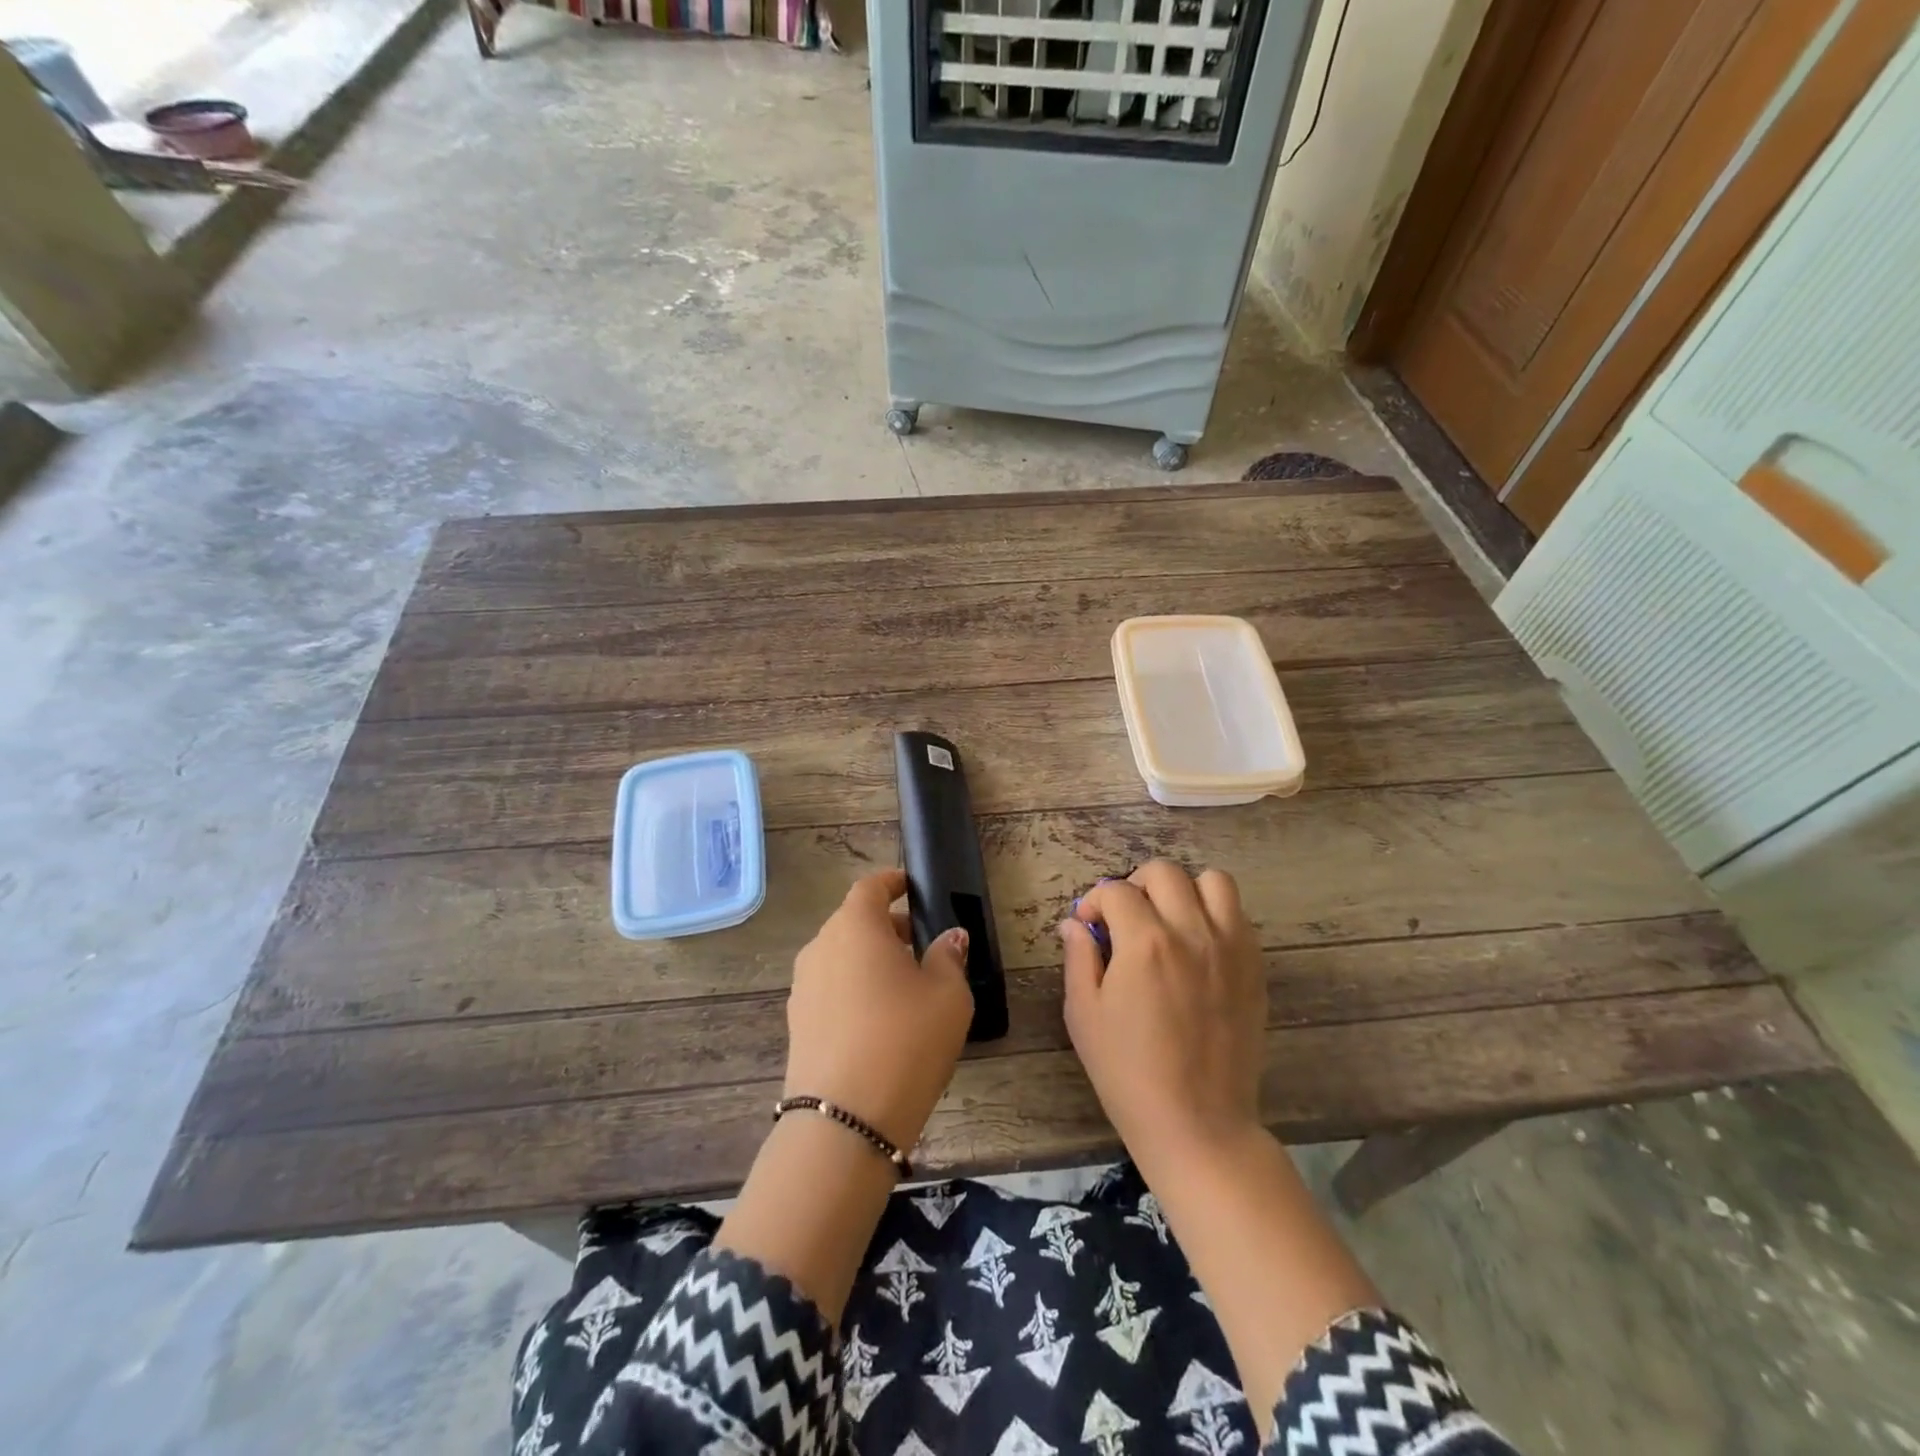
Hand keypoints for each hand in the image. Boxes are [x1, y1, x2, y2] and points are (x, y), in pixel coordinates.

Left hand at [784, 867, 973, 1151]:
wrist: (844, 1121)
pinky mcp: (796, 1024)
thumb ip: (948, 957)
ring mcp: (802, 987)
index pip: (870, 887)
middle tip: (919, 944)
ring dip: (868, 960)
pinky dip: (853, 989)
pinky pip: (830, 989)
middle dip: (885, 926)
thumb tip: (949, 938)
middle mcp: (821, 947)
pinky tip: (878, 1021)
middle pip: (853, 922)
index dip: (892, 883)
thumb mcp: (948, 996)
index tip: (910, 887)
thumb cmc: (905, 1040)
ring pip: (840, 957)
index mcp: (854, 927)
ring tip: (903, 986)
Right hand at [1061, 861, 1267, 1173]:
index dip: (1095, 902)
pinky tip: (1197, 945)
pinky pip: (1239, 915)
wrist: (1198, 1124)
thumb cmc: (1129, 1073)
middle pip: (1164, 872)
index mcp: (1144, 943)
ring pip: (1213, 881)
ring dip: (1184, 890)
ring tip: (1169, 920)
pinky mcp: (1255, 967)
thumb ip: (1079, 958)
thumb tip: (1075, 924)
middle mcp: (1191, 932)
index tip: (1090, 925)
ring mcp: (1230, 948)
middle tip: (1126, 917)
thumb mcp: (1084, 1016)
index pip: (1116, 891)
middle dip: (1136, 885)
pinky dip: (1215, 914)